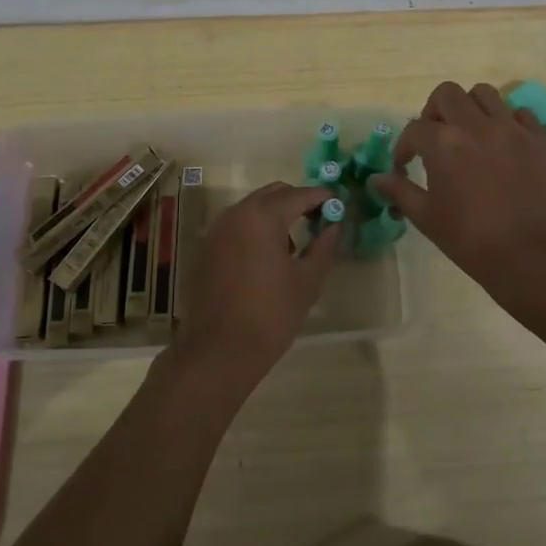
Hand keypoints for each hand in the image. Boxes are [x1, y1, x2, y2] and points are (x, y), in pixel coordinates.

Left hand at [167, 181, 341, 393]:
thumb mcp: (307, 281)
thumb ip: (324, 246)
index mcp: (263, 217)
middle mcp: (236, 213)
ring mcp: (217, 229)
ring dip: (275, 215)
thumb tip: (334, 225)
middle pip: (274, 194)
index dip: (322, 197)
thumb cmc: (270, 315)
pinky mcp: (206, 247)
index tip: (339, 204)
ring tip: (294, 246)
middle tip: (319, 221)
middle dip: (298, 201)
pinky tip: (266, 258)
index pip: (300, 194)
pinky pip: (237, 225)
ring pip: (253, 207)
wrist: (218, 351)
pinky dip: (255, 229)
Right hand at [370, 82, 545, 307]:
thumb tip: (376, 179)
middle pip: (448, 94)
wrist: (534, 257)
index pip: (414, 129)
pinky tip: (503, 144)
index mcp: (444, 143)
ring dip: (470, 108)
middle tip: (435, 137)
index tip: (404, 166)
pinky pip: (521, 114)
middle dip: (434, 111)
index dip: (404, 146)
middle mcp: (477, 126)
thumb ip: (400, 191)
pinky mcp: (540, 140)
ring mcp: (513, 129)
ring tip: (469, 133)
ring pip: (485, 94)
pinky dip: (507, 121)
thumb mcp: (427, 218)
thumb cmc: (473, 241)